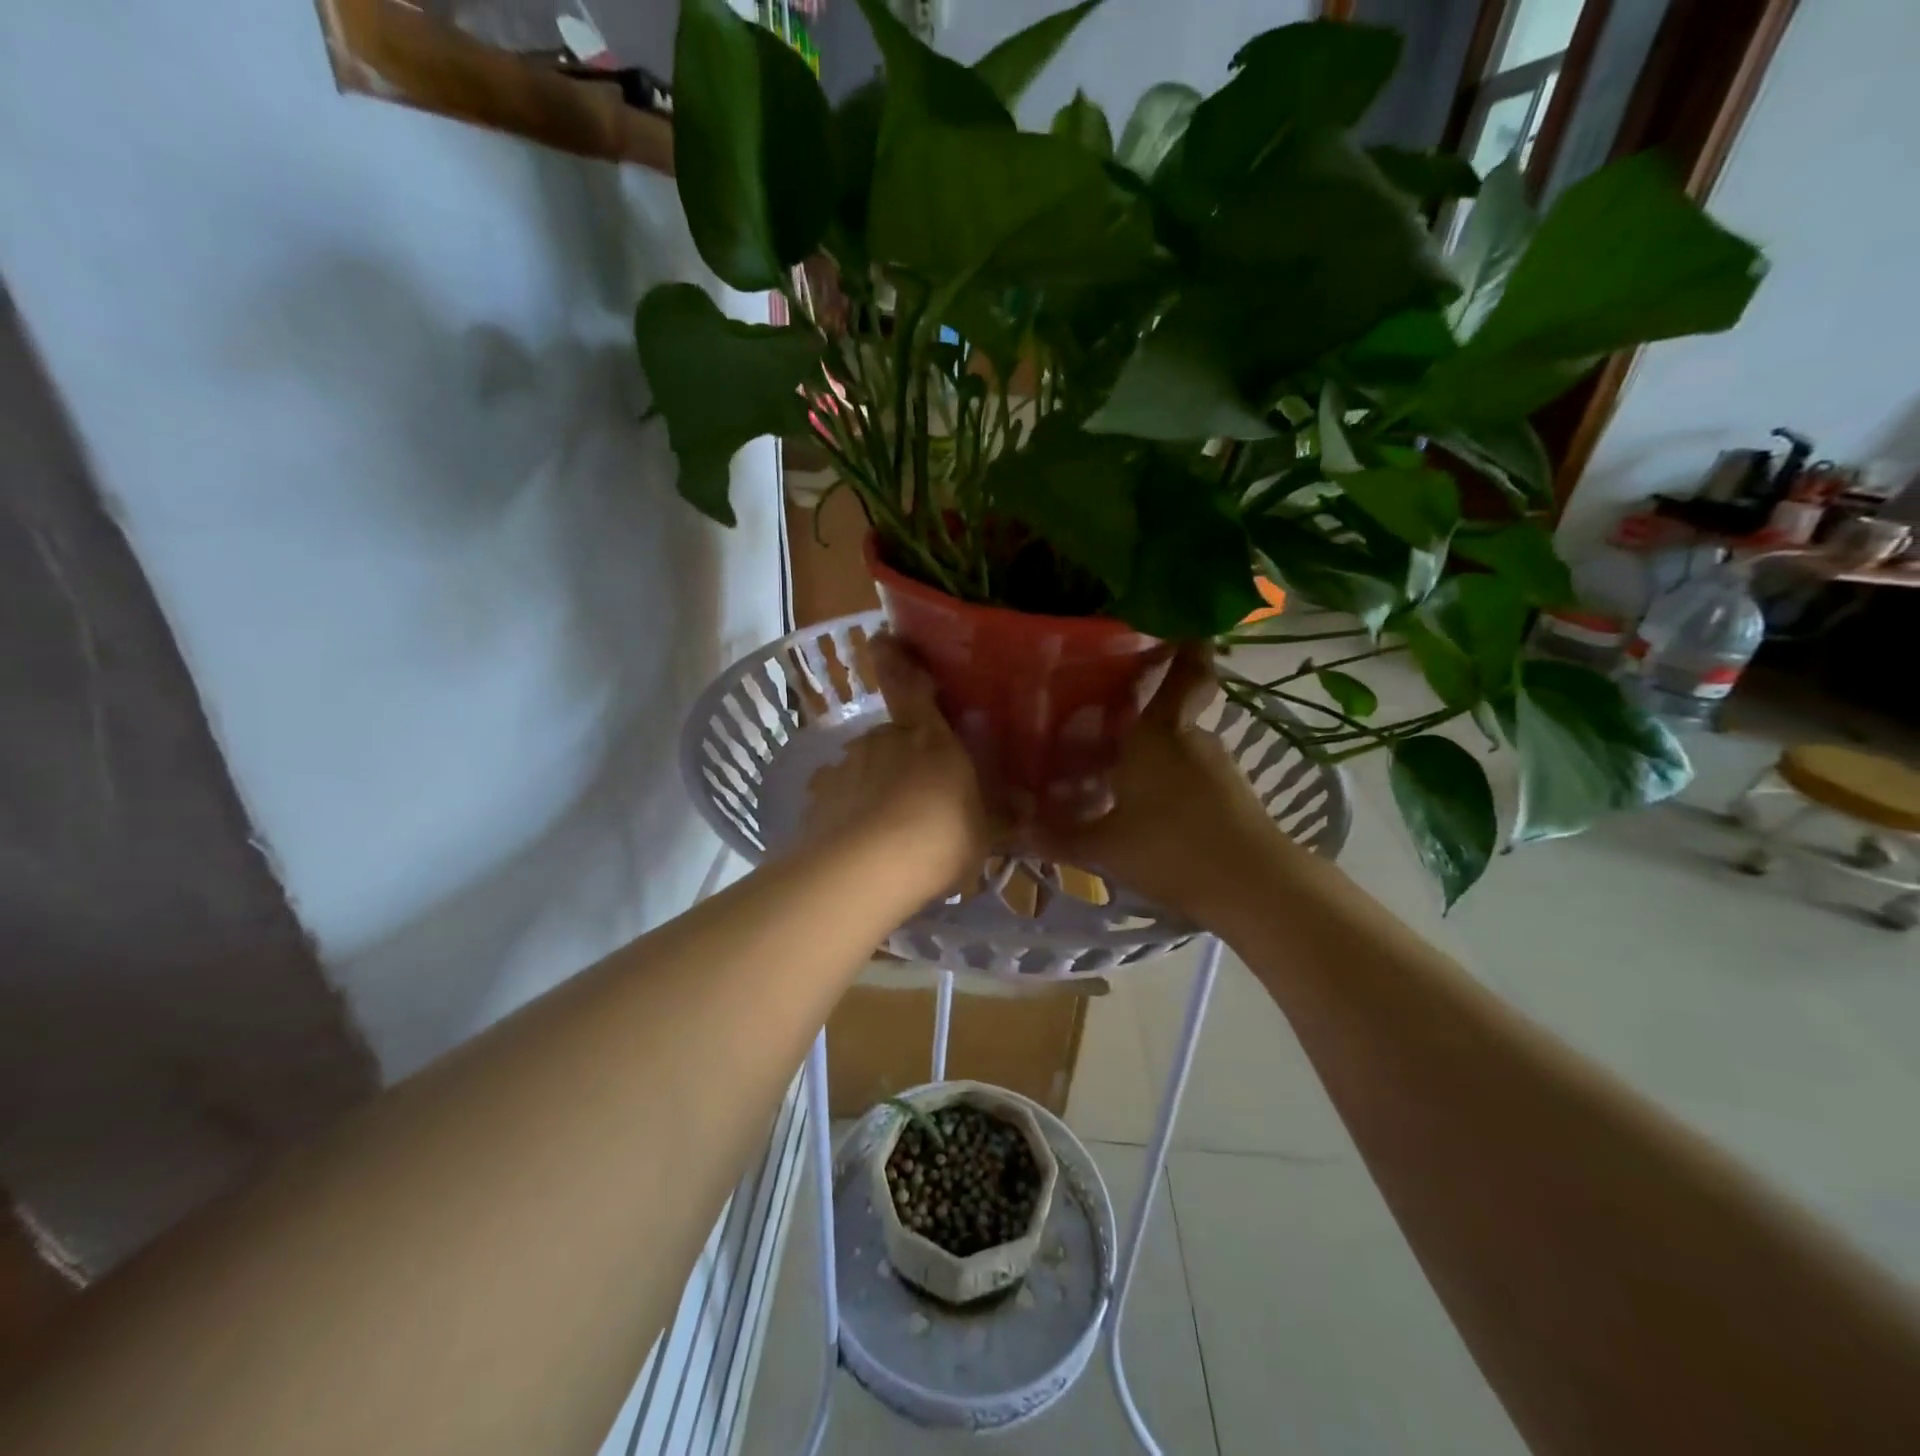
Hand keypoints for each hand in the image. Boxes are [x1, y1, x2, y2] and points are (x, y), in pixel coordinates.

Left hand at [800, 634, 990, 892]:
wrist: (865, 871)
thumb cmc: (939, 838)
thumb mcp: (983, 832)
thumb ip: (997, 814)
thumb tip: (1023, 805)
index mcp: (927, 736)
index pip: (909, 685)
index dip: (896, 659)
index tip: (882, 639)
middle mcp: (882, 740)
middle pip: (893, 738)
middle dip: (904, 759)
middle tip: (921, 796)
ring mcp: (845, 767)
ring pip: (865, 769)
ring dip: (877, 788)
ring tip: (892, 832)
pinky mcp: (819, 800)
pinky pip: (841, 800)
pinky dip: (851, 815)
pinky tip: (864, 847)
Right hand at [1026, 647, 1294, 922]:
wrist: (1253, 888)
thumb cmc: (1170, 849)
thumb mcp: (1104, 847)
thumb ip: (1059, 837)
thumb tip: (1013, 832)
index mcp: (1158, 732)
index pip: (1183, 671)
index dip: (1185, 646)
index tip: (1178, 627)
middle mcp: (1191, 739)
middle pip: (1171, 713)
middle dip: (1143, 717)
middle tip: (1104, 725)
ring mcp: (1219, 766)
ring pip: (1180, 749)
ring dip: (1154, 756)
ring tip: (1117, 776)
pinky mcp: (1234, 796)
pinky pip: (1193, 776)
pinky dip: (1172, 783)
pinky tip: (1148, 810)